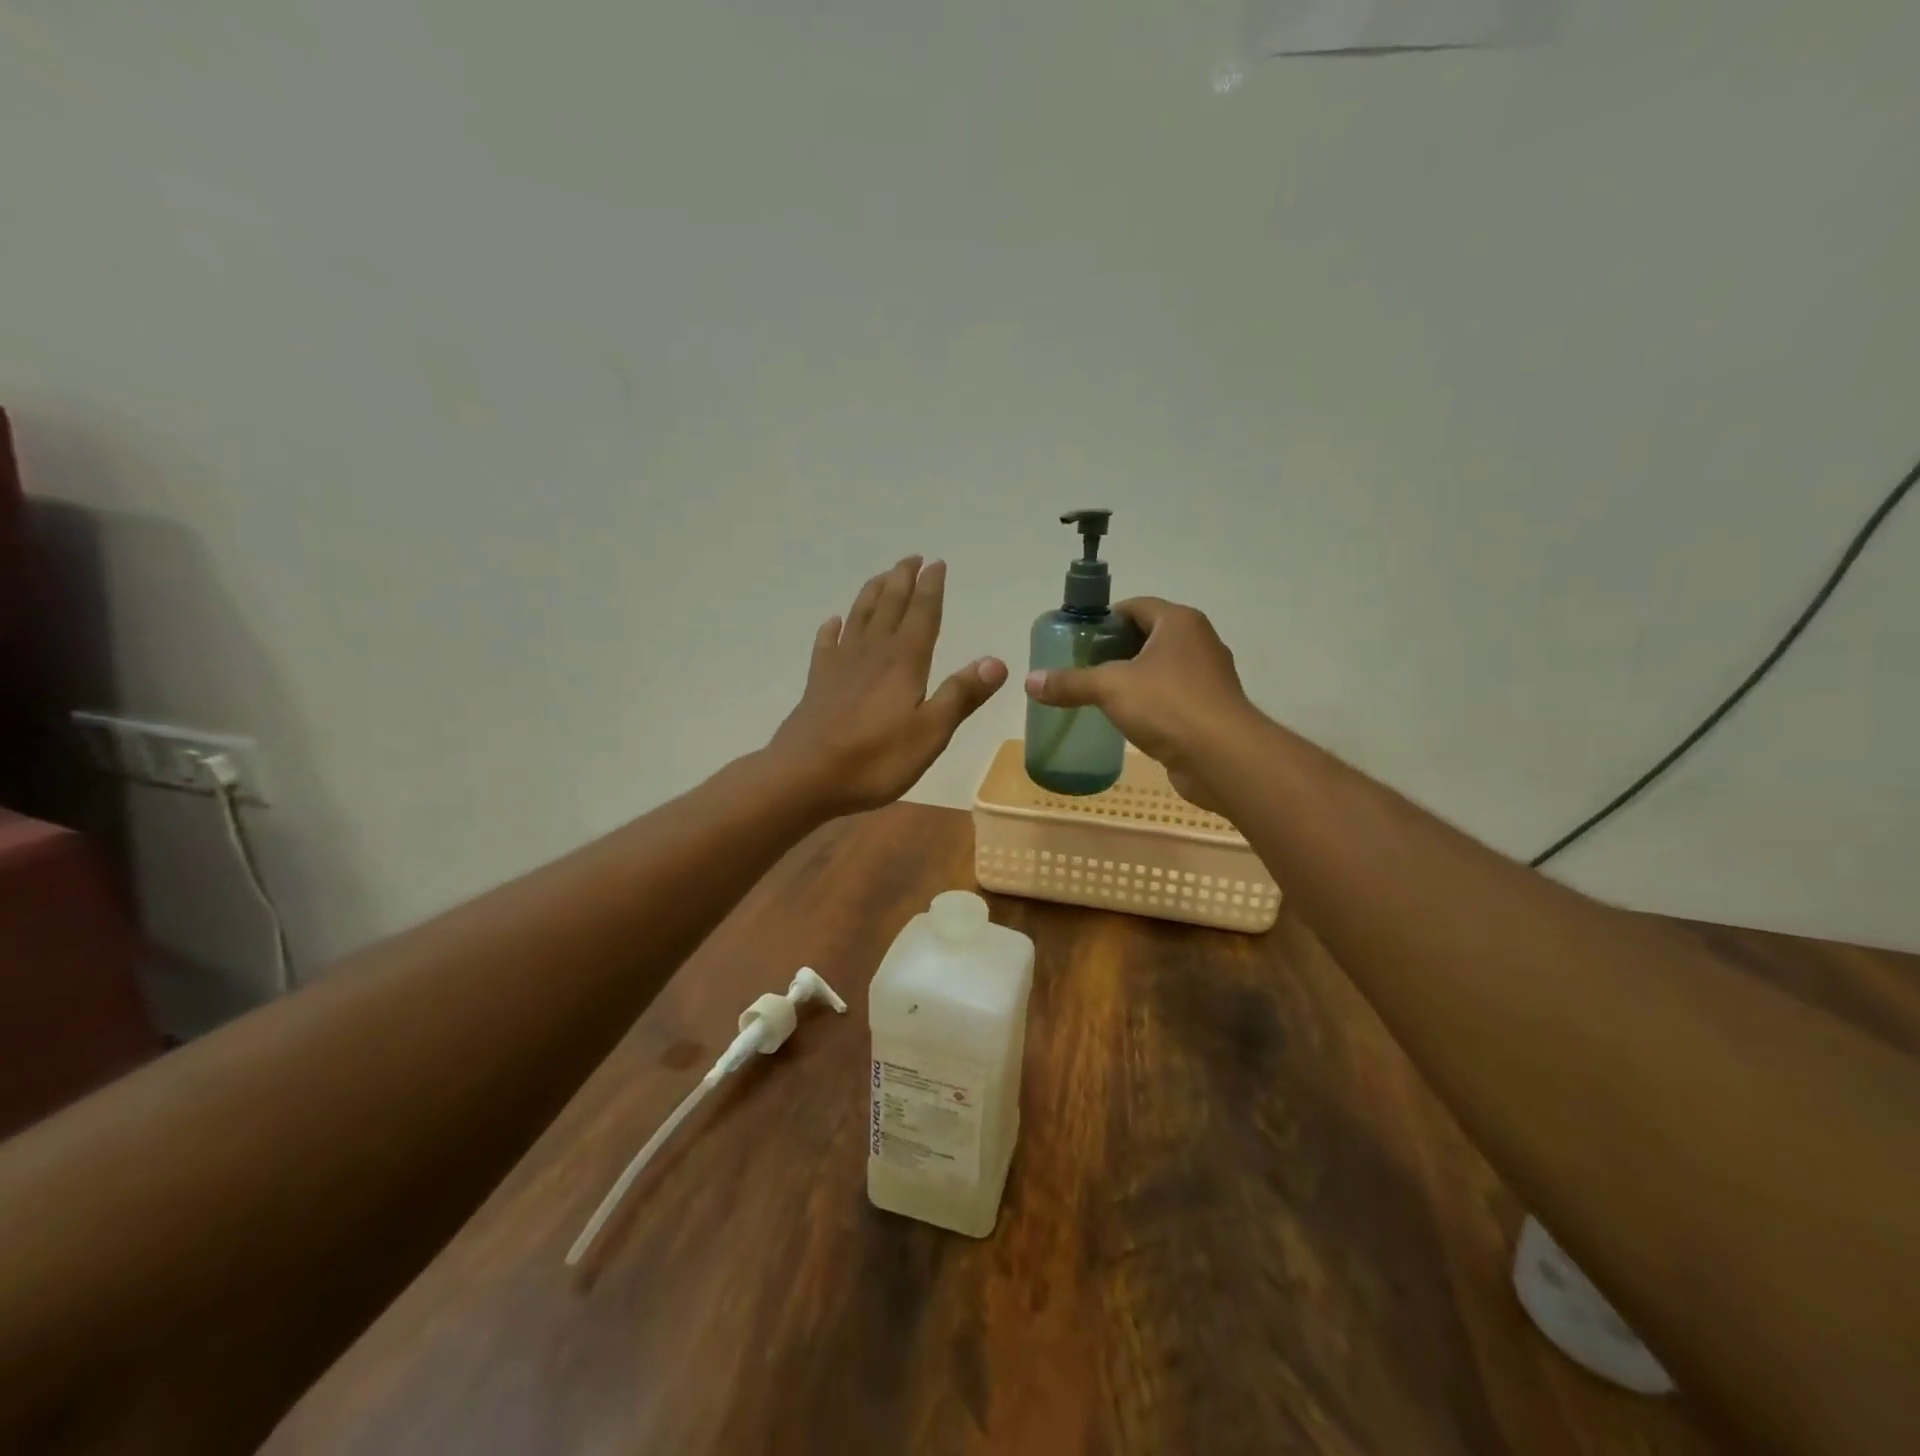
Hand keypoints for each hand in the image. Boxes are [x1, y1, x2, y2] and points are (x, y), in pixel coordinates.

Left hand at [768, 557, 1006, 815]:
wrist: (805, 776)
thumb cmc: (875, 759)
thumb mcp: (930, 732)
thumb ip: (961, 695)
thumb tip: (998, 661)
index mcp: (904, 662)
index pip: (922, 615)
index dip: (931, 588)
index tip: (937, 563)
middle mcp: (872, 653)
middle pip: (889, 606)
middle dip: (902, 580)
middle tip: (911, 558)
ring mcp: (841, 666)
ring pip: (859, 618)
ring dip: (872, 594)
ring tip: (881, 577)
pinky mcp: (818, 683)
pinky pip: (826, 645)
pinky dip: (832, 629)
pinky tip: (833, 621)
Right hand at [1023, 597, 1256, 810]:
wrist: (1223, 757)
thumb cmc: (1168, 706)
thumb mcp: (1110, 688)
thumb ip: (1070, 682)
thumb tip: (1029, 680)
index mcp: (1179, 622)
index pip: (1136, 607)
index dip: (1105, 620)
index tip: (1078, 641)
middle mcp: (1199, 642)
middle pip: (1148, 636)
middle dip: (1115, 651)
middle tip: (1082, 668)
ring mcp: (1208, 677)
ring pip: (1161, 669)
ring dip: (1132, 679)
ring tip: (1098, 695)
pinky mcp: (1209, 709)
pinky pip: (1172, 697)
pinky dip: (1149, 703)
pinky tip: (1126, 720)